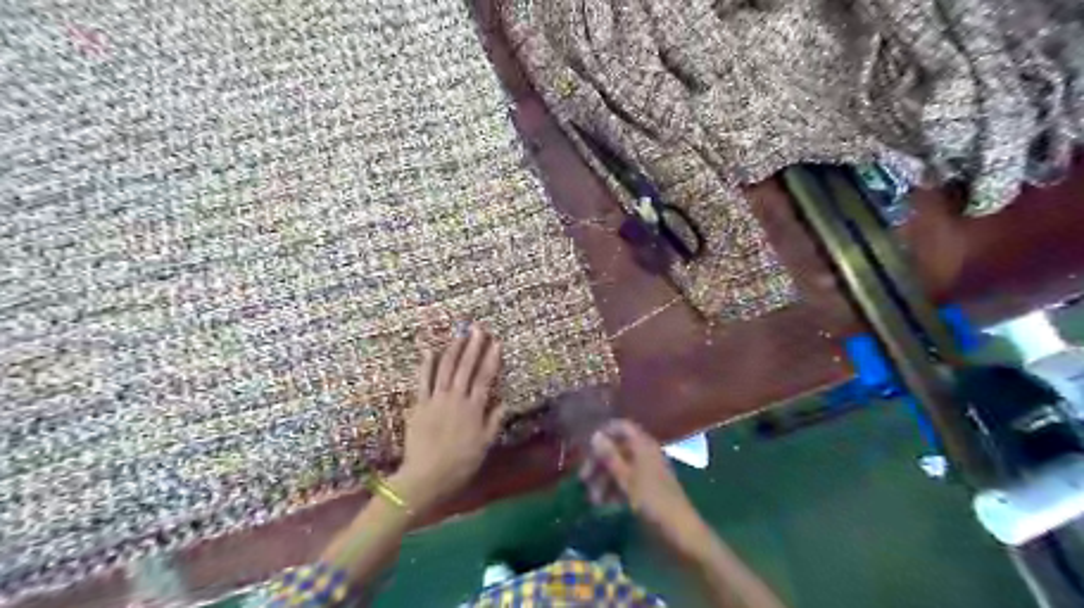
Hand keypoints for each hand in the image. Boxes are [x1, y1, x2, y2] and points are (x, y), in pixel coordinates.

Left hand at [396, 322, 503, 512]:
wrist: (426, 477)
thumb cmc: (460, 464)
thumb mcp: (484, 446)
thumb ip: (494, 422)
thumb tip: (505, 402)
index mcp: (474, 409)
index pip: (485, 378)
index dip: (491, 359)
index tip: (496, 343)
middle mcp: (456, 399)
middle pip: (466, 368)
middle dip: (473, 347)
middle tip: (478, 329)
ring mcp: (436, 400)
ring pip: (445, 369)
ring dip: (453, 350)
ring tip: (460, 335)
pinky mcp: (419, 405)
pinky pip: (423, 381)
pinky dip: (426, 365)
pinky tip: (430, 350)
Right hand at [585, 419, 713, 558]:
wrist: (681, 531)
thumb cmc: (652, 501)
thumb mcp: (626, 479)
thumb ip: (609, 456)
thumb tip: (595, 434)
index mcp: (643, 445)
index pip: (622, 427)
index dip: (604, 432)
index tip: (587, 448)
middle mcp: (645, 453)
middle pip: (618, 448)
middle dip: (600, 463)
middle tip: (583, 480)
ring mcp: (648, 470)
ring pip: (620, 466)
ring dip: (605, 479)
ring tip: (594, 500)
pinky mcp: (649, 487)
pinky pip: (627, 480)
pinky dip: (615, 488)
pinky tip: (605, 503)